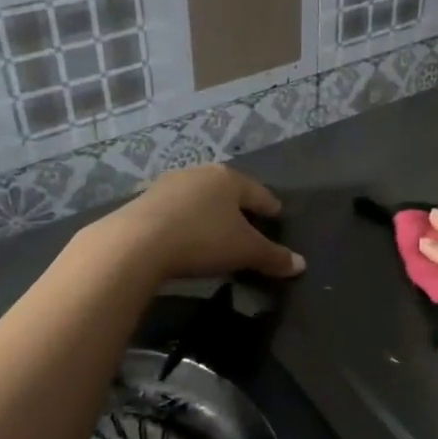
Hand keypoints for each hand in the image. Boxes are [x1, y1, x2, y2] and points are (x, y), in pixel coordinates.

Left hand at [97, 165, 304, 281]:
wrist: (136, 243)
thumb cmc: (202, 239)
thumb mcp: (245, 251)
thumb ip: (274, 257)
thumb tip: (301, 265)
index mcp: (229, 178)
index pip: (259, 193)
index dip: (270, 207)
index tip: (277, 217)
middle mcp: (200, 173)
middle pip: (228, 191)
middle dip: (239, 208)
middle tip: (249, 225)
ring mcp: (168, 184)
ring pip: (200, 199)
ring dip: (210, 213)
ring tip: (216, 232)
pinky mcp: (144, 201)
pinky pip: (176, 211)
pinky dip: (186, 222)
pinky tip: (186, 237)